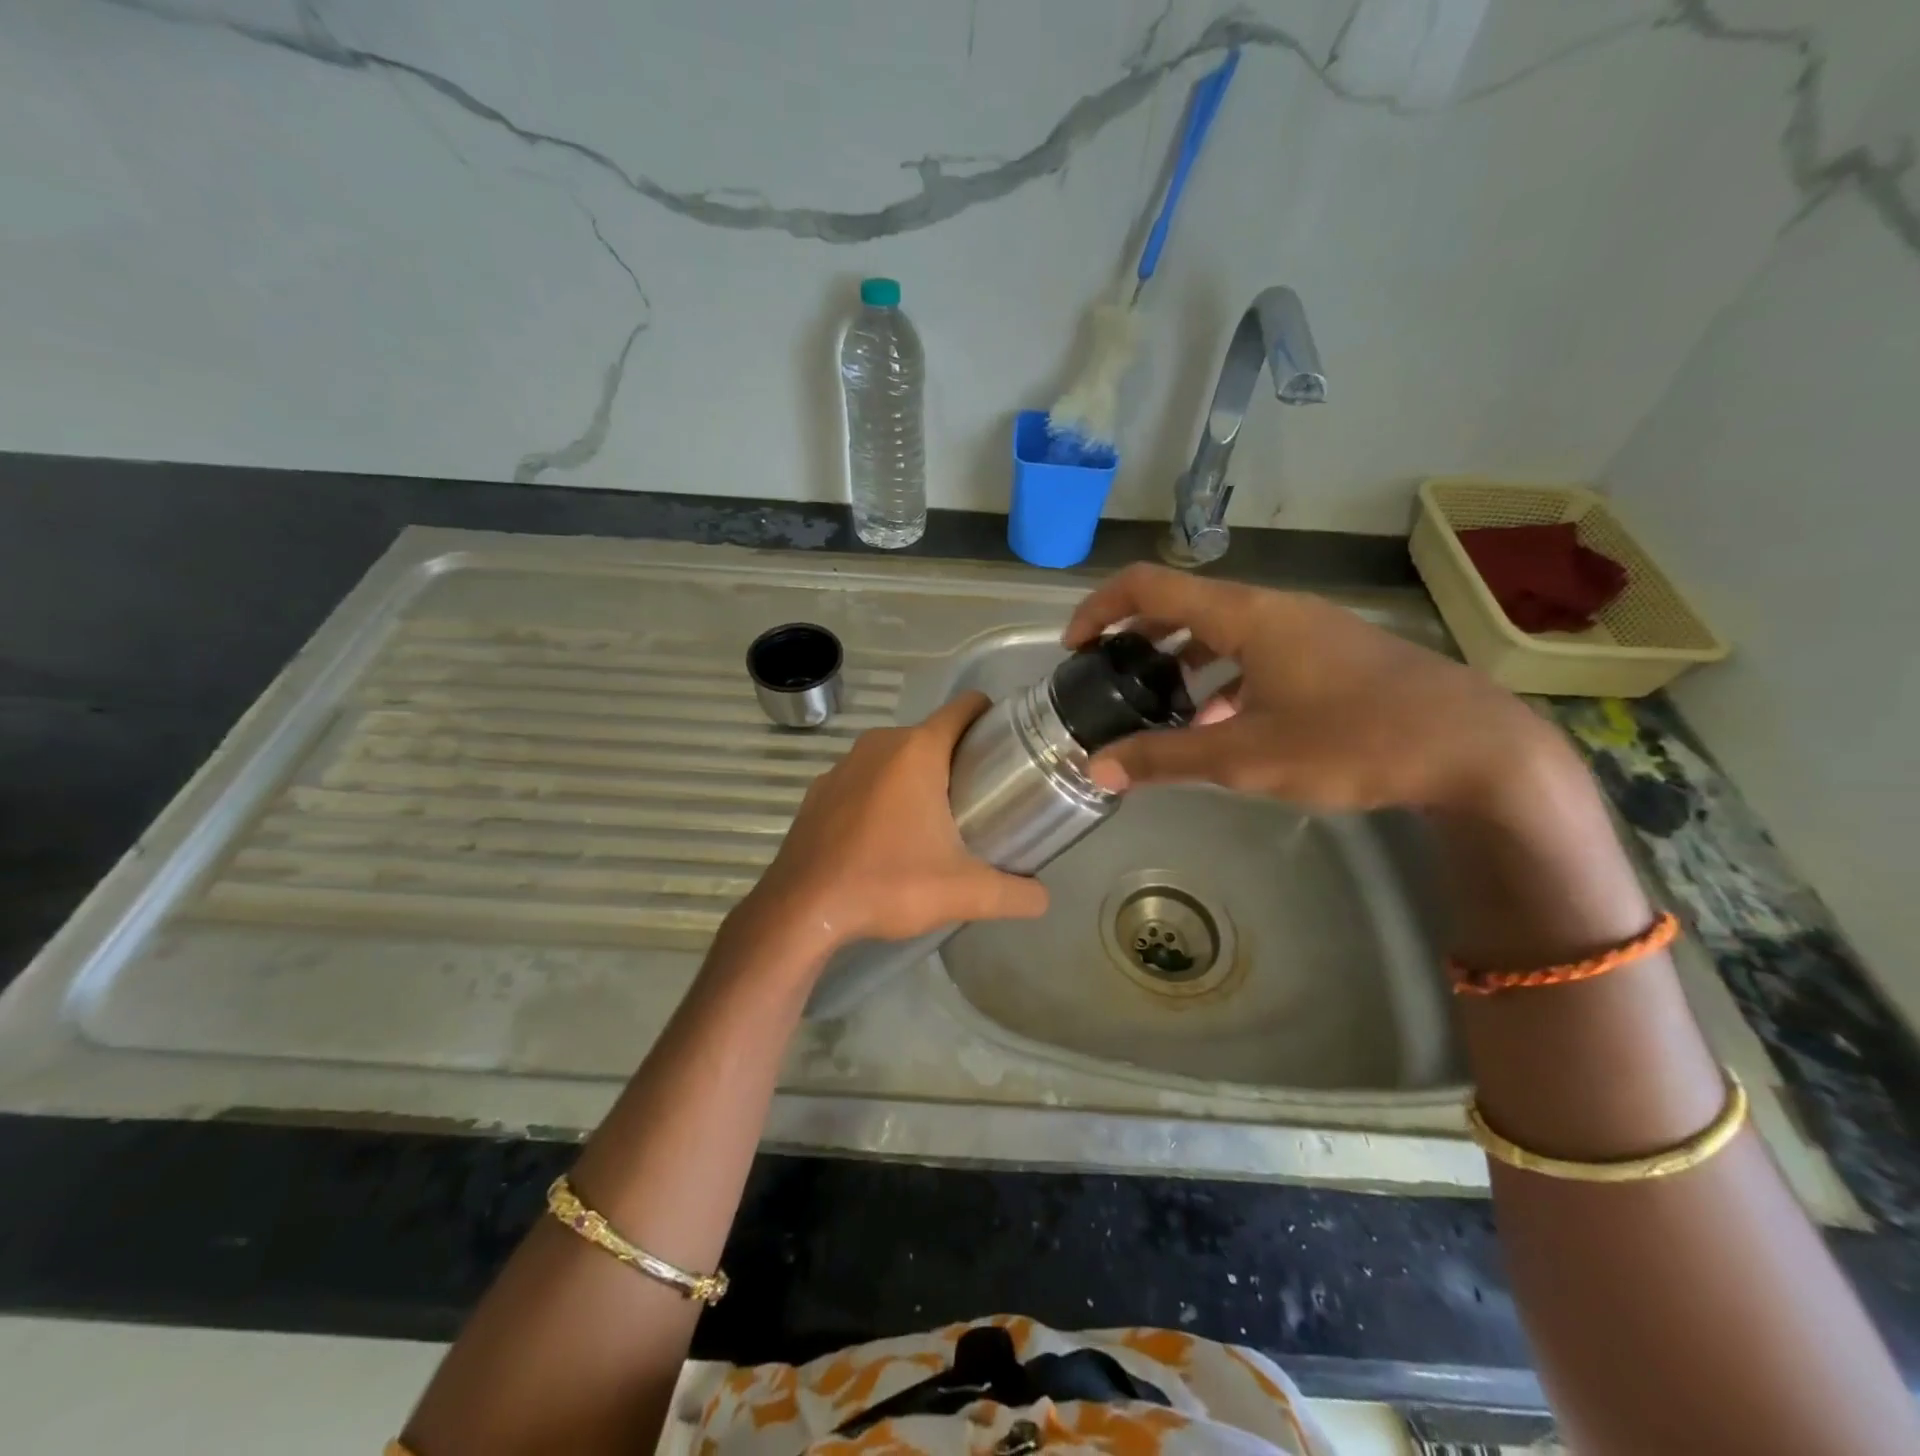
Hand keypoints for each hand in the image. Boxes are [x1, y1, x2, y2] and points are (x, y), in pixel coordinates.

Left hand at [737, 692, 1049, 957]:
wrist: (802, 909)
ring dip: (918, 777)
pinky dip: (881, 794)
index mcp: (917, 750)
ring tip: (935, 821)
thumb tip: (1043, 898)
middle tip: (980, 800)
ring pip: (896, 757)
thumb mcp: (963, 892)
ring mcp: (843, 765)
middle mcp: (879, 744)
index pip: (965, 707)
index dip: (991, 718)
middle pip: (933, 735)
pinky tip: (885, 836)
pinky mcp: (820, 790)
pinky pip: (864, 778)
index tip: (1008, 748)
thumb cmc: (887, 884)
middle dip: (959, 759)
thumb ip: (1014, 894)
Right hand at [1062, 564, 1561, 815]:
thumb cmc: (1353, 741)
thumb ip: (1165, 759)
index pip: (1148, 585)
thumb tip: (1097, 768)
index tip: (1074, 649)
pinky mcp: (1329, 655)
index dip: (1100, 608)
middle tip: (1109, 680)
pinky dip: (1222, 680)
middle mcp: (1271, 609)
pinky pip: (1256, 654)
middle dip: (1136, 638)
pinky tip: (1220, 726)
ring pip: (1221, 632)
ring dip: (1179, 661)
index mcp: (1245, 614)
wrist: (1476, 749)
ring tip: (1157, 707)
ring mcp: (1305, 630)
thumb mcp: (1246, 756)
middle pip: (1182, 605)